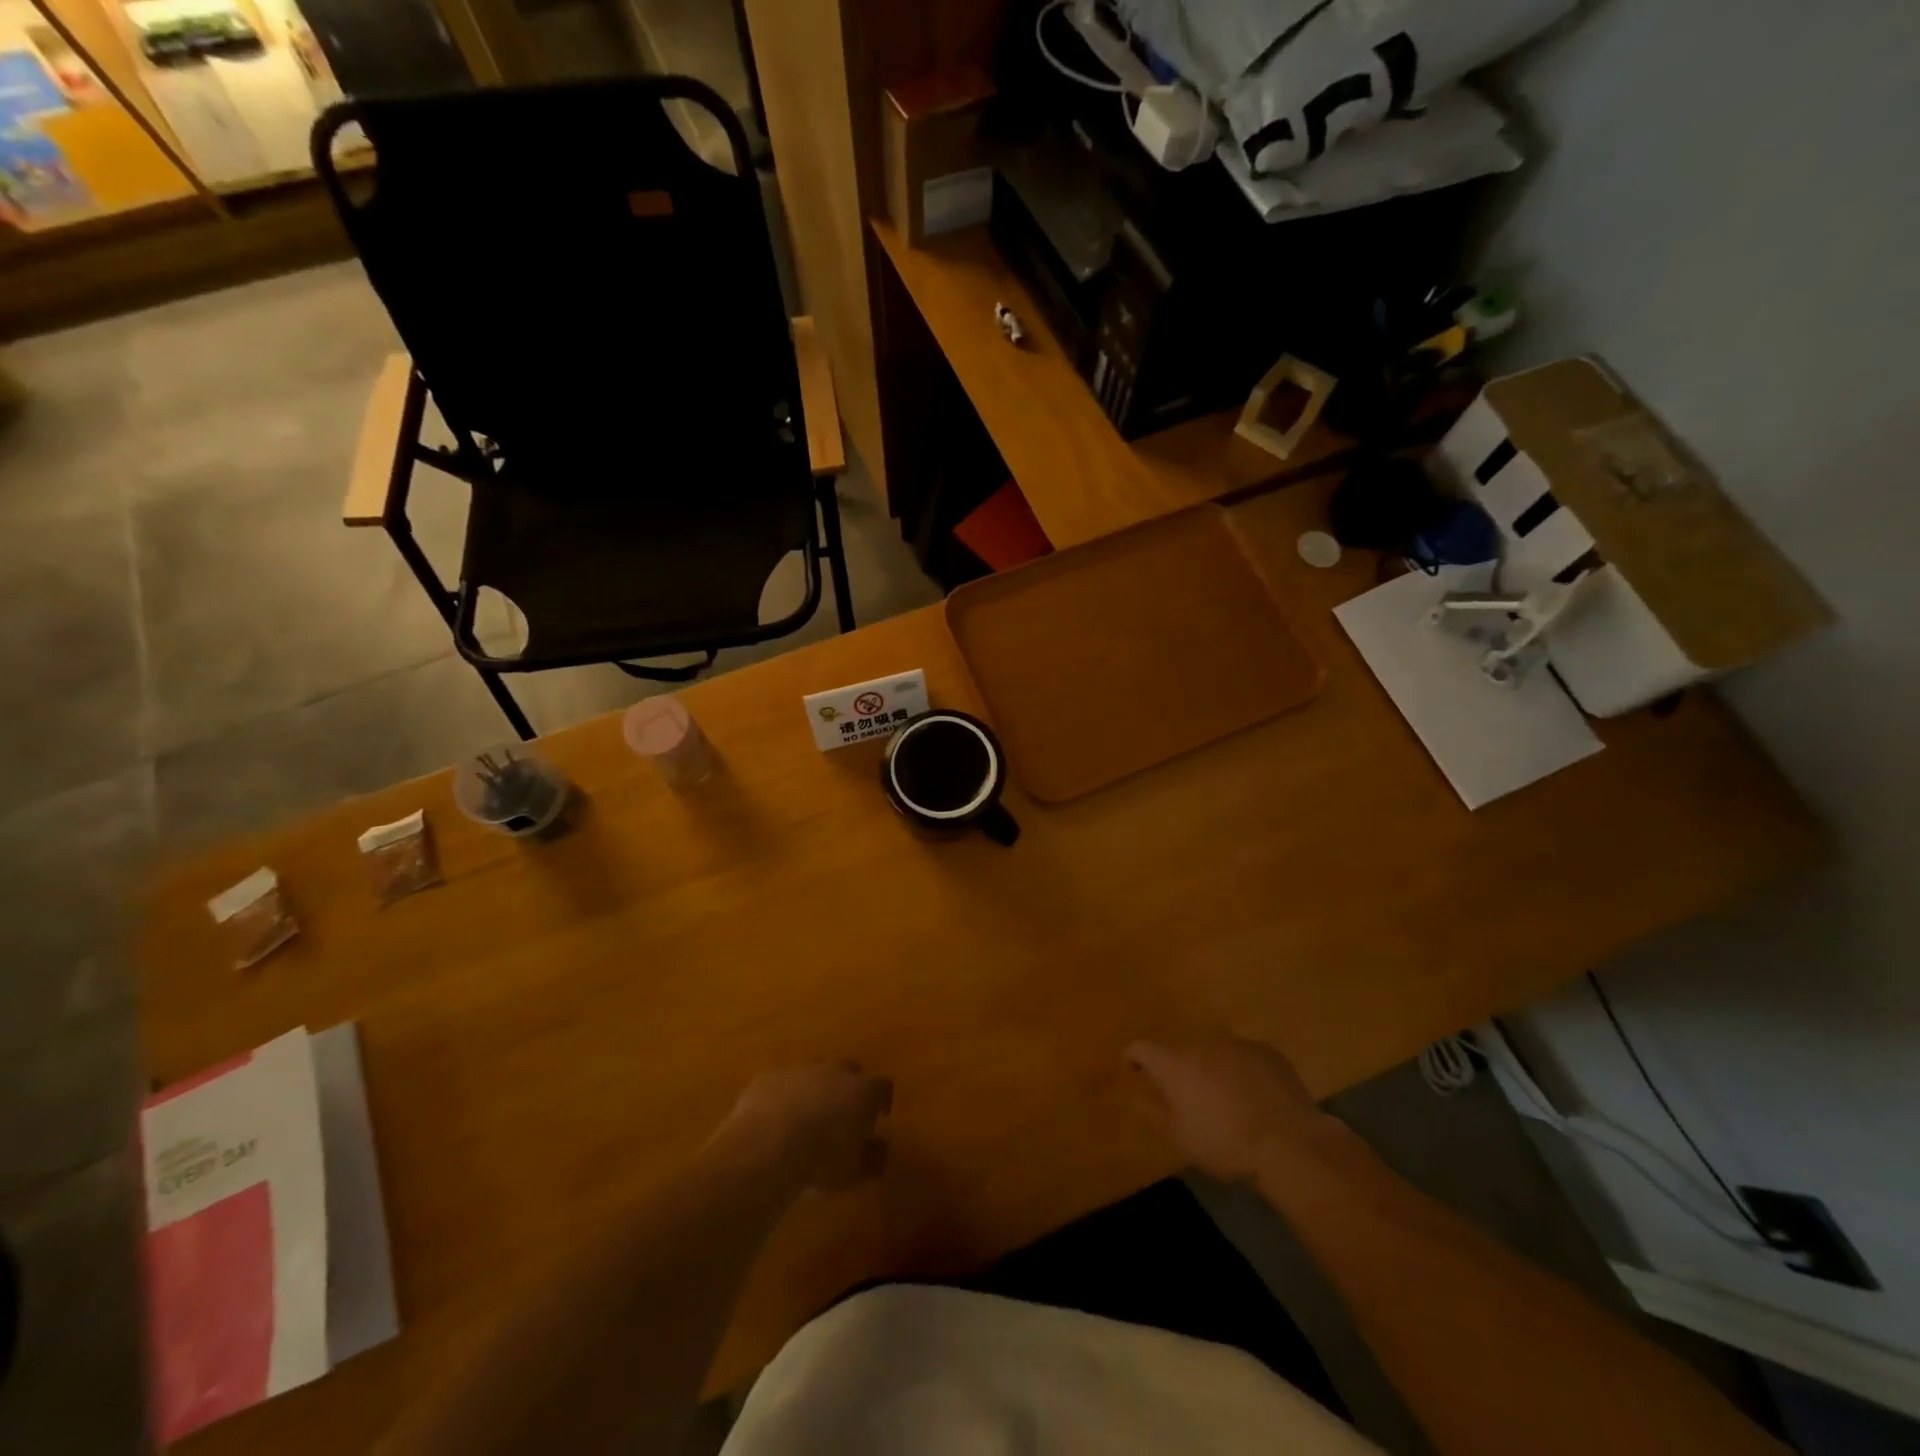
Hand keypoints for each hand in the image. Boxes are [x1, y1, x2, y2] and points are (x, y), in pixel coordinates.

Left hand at [715, 1062, 892, 1192]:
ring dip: (814, 1089)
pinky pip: (782, 1081)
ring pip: (813, 1073)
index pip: (883, 1087)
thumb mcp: (854, 1171)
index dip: (881, 1101)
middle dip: (848, 1088)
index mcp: (863, 1091)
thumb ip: (872, 1158)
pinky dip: (783, 1095)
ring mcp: (800, 1070)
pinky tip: (774, 1119)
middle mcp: (835, 1072)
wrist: (766, 1146)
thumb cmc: (820, 1162)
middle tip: (841, 1113)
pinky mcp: (770, 1075)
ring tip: (805, 1117)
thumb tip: (880, 1149)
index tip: (878, 1116)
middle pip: (849, 1070)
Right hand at [1126, 1033, 1333, 1181]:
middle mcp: (1201, 1042)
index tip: (1134, 1070)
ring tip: (1224, 1098)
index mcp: (1173, 1061)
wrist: (1289, 1143)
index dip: (1133, 1057)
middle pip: (1180, 1048)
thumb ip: (1151, 1112)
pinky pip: (1244, 1056)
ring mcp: (1237, 1043)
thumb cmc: (1223, 1142)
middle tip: (1186, 1094)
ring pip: (1214, 1051)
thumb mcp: (1178, 1138)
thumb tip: (1135, 1095)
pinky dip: (1241, 1071)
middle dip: (1178, 1067)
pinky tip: (1254, 1097)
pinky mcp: (1267, 1051)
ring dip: (1211, 1067)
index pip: (1140, 1046)